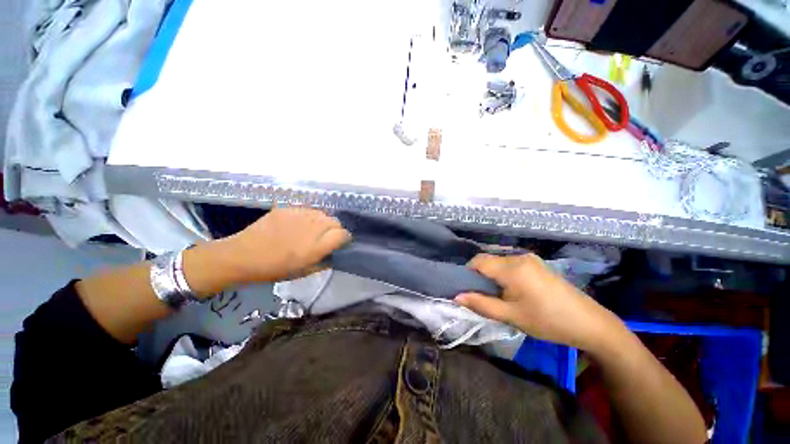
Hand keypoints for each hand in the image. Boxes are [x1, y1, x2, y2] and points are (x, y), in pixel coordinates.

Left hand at [215, 207, 350, 282]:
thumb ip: (324, 262)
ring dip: (323, 222)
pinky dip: (309, 217)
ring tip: (313, 230)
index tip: (340, 243)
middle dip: (335, 229)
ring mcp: (299, 215)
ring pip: (323, 213)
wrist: (242, 255)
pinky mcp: (288, 208)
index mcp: (315, 247)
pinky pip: (308, 210)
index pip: (342, 234)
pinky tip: (299, 224)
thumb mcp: (303, 272)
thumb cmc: (273, 269)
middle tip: (325, 237)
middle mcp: (311, 228)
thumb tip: (335, 253)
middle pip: (335, 221)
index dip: (344, 239)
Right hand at [455, 253, 621, 350]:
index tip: (468, 290)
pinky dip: (503, 274)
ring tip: (498, 295)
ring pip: (498, 262)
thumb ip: (481, 304)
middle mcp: (518, 257)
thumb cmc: (547, 321)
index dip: (467, 273)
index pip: (477, 261)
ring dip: (492, 275)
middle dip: (480, 276)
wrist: (589, 323)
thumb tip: (456, 297)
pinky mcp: (536, 263)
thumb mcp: (511, 316)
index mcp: (511, 268)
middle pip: (487, 260)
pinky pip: (510, 264)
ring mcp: (529, 259)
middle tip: (483, 296)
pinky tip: (512, 290)